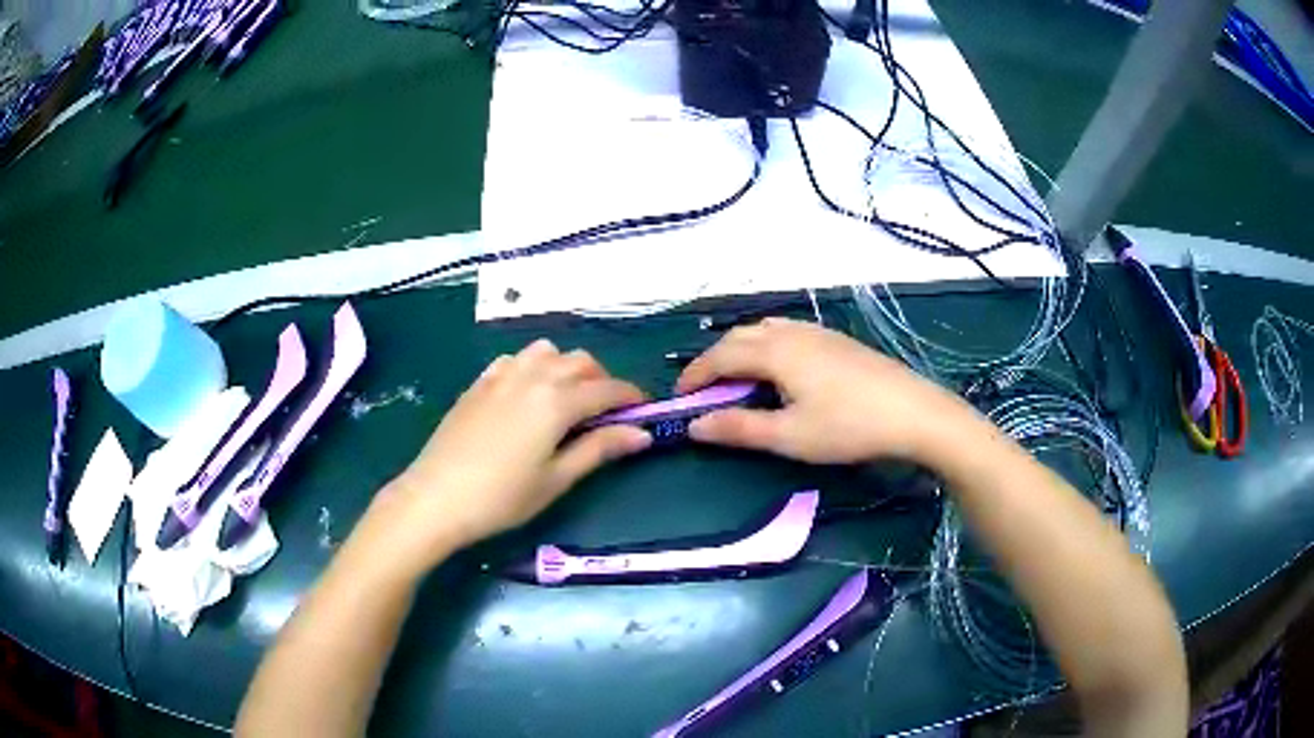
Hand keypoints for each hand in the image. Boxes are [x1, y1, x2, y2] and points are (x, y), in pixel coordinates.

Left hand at [369, 340, 650, 572]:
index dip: (631, 398)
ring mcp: (501, 375)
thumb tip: (641, 434)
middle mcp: (532, 376)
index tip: (643, 411)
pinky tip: (526, 395)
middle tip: (604, 414)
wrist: (436, 497)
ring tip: (565, 400)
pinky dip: (531, 367)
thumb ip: (599, 449)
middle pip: (580, 362)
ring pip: (546, 352)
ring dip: (565, 368)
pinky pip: (514, 360)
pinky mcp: (479, 383)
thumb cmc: (502, 497)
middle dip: (601, 381)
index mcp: (557, 400)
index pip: (607, 389)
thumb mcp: (557, 479)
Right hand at [677, 318, 979, 464]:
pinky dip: (766, 345)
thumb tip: (694, 426)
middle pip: (738, 337)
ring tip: (736, 379)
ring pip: (764, 330)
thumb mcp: (789, 436)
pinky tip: (779, 368)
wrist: (913, 412)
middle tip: (703, 392)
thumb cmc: (848, 427)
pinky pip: (787, 331)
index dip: (694, 376)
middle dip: (713, 361)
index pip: (719, 357)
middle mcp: (791, 333)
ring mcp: (817, 332)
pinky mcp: (836, 340)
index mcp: (774, 352)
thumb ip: (739, 429)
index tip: (678, 400)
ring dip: (740, 349)